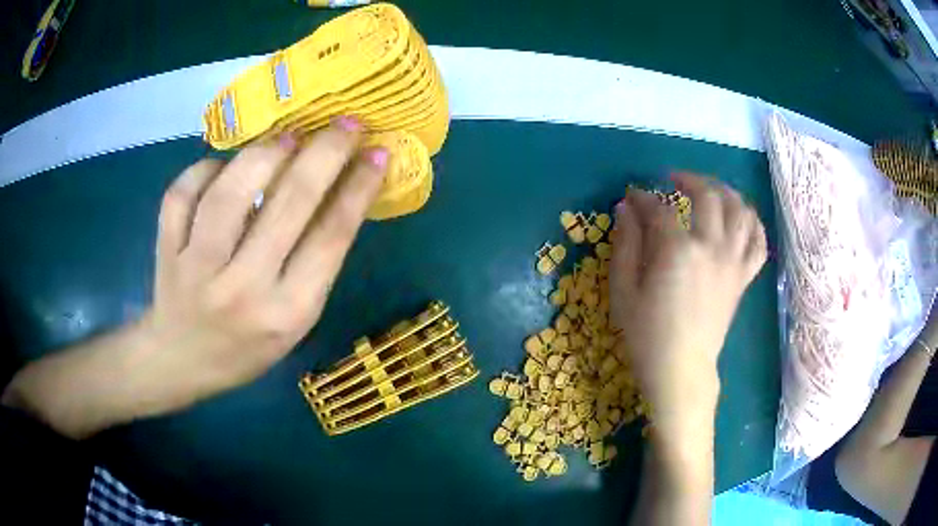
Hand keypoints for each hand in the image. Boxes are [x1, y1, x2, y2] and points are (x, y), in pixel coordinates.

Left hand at [144, 117, 386, 406]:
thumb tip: (338, 192)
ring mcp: (197, 268)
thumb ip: (314, 263)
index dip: (358, 188)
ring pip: (231, 192)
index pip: (331, 237)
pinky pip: (183, 192)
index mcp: (288, 312)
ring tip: (287, 138)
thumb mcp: (293, 321)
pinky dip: (205, 168)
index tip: (376, 154)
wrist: (181, 361)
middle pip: (290, 204)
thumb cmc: (246, 346)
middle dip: (325, 153)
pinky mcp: (166, 251)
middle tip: (345, 125)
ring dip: (266, 153)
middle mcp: (244, 289)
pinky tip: (222, 166)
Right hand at [609, 173, 766, 434]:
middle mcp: (711, 247)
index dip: (643, 198)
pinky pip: (758, 242)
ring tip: (711, 190)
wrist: (681, 370)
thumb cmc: (646, 335)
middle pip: (708, 195)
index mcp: (678, 250)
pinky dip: (753, 224)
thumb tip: (626, 208)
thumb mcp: (623, 290)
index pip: (659, 208)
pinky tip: (742, 217)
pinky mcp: (743, 277)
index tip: (632, 196)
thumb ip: (625, 244)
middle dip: (689, 179)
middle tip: (674, 180)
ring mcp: (733, 261)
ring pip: (741, 210)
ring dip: (726, 191)